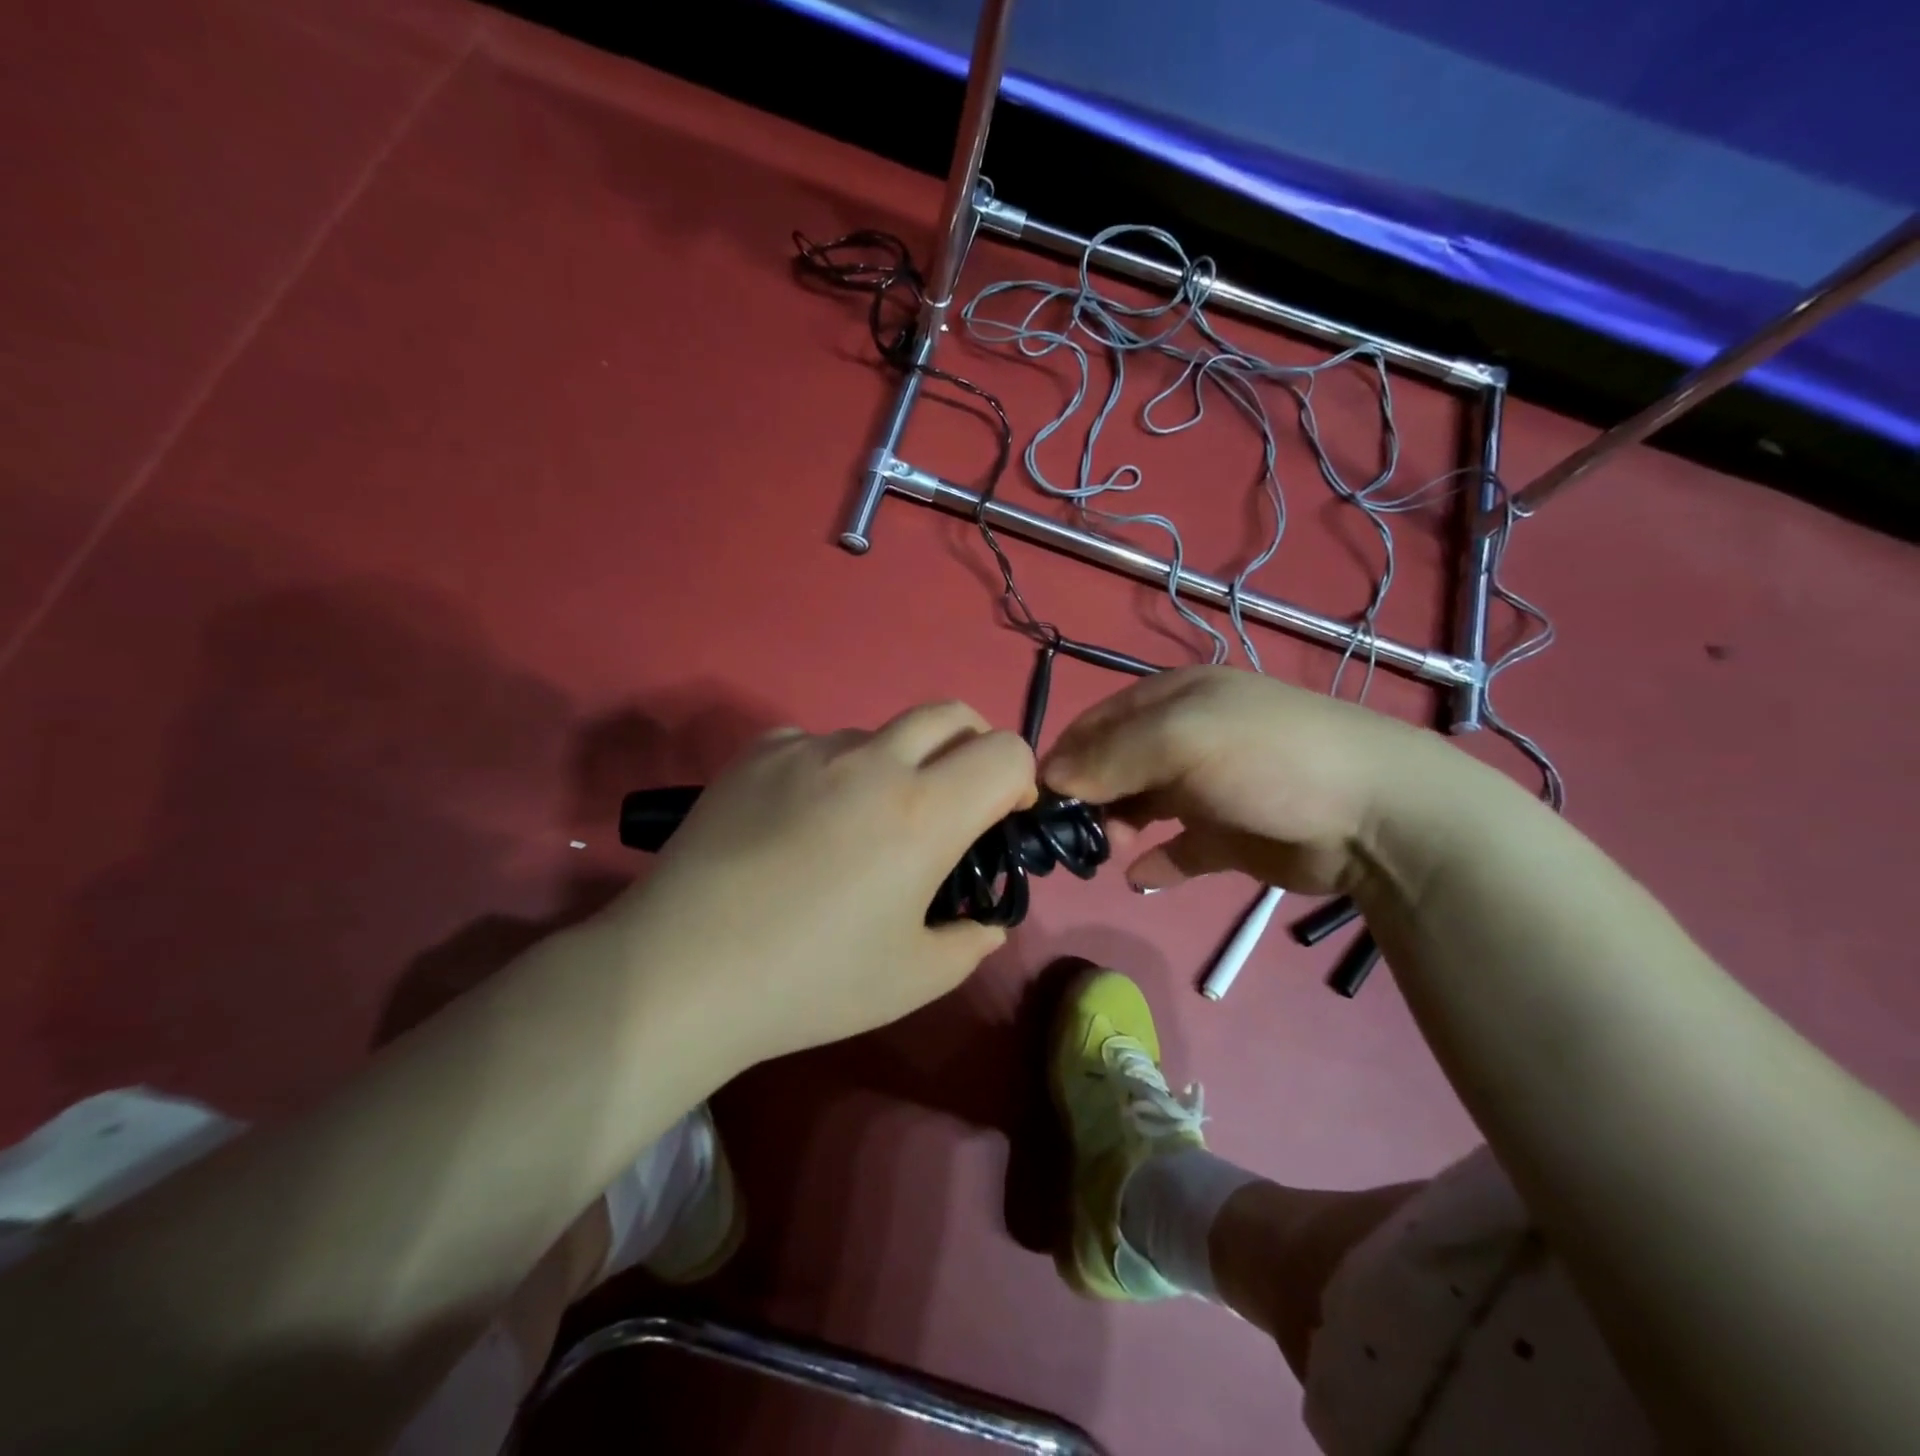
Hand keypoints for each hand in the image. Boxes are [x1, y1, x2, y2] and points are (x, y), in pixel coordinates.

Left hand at [601, 702, 1034, 1070]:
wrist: (682, 970)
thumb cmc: (810, 981)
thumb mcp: (914, 979)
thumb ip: (970, 941)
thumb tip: (984, 919)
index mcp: (925, 811)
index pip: (1006, 751)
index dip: (1018, 780)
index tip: (999, 820)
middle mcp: (873, 761)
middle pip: (950, 715)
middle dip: (971, 748)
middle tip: (950, 803)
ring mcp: (809, 749)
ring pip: (879, 733)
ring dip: (894, 765)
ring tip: (857, 827)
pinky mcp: (758, 753)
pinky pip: (816, 744)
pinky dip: (830, 771)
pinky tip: (798, 823)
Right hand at [1041, 667, 1467, 894]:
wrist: (1376, 815)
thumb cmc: (1268, 758)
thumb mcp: (1183, 739)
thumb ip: (1111, 757)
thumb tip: (1048, 779)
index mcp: (1172, 700)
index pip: (1097, 724)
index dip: (1065, 757)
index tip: (1038, 800)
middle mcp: (1184, 739)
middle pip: (1114, 767)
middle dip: (1088, 798)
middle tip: (1073, 834)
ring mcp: (1207, 788)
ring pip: (1140, 807)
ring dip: (1117, 828)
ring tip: (1109, 851)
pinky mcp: (1228, 835)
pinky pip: (1178, 849)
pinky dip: (1156, 861)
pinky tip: (1142, 876)